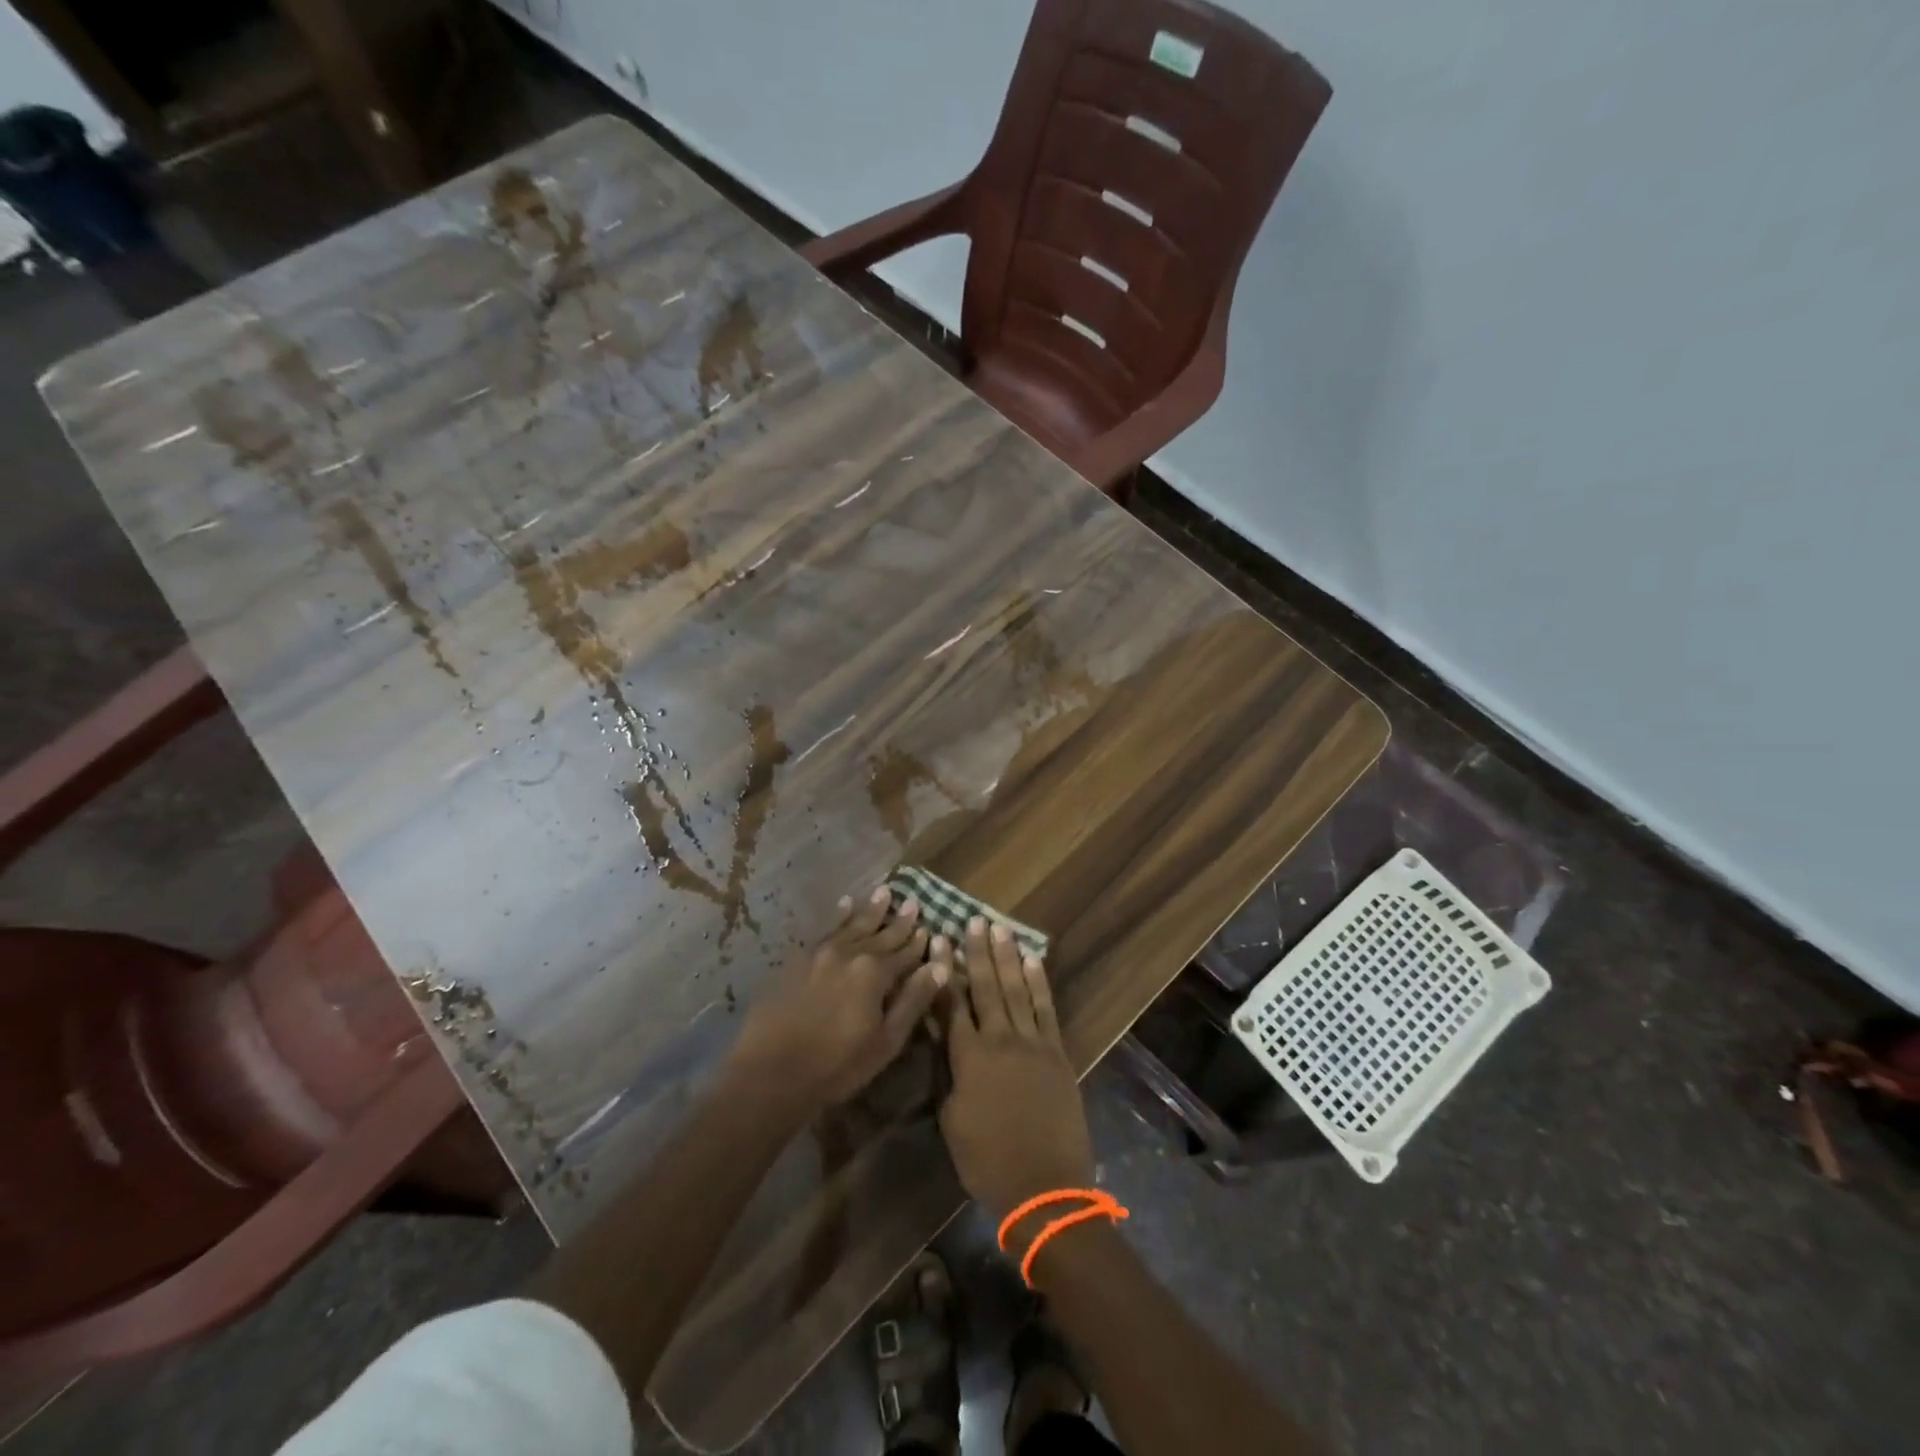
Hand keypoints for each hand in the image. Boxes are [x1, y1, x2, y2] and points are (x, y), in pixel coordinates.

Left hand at [729, 887, 948, 1110]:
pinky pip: (824, 931)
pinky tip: (844, 905)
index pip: (904, 953)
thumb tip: (940, 966)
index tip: (928, 927)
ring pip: (852, 926)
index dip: (918, 943)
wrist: (770, 1074)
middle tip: (912, 902)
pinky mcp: (796, 961)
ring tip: (883, 892)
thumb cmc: (837, 1066)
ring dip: (869, 911)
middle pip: (880, 935)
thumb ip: (913, 1000)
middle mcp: (849, 954)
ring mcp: (819, 954)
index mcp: (874, 973)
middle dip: (898, 921)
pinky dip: (838, 917)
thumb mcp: (886, 1041)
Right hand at [939, 917, 1093, 1230]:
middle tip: (972, 921)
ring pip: (1016, 990)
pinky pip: (1046, 1009)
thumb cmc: (988, 1161)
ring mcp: (1032, 1043)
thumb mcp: (953, 1120)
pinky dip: (1038, 982)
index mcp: (969, 1058)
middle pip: (985, 988)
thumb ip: (949, 1074)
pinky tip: (1032, 960)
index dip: (943, 971)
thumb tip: (945, 1041)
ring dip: (1007, 957)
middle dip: (977, 952)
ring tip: (999, 928)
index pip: (951, 1004)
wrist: (1045, 1186)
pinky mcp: (1057, 1052)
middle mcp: (1000, 1040)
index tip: (938, 941)